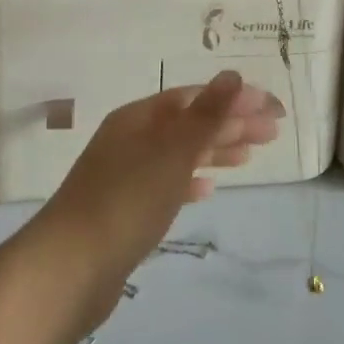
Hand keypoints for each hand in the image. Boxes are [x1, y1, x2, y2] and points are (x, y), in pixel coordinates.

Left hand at [28, 71, 283, 332]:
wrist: (70, 268)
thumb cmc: (126, 201)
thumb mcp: (172, 153)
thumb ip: (206, 115)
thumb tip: (232, 75)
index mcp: (138, 118)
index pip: (193, 98)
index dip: (233, 99)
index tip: (273, 109)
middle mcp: (130, 140)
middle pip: (187, 124)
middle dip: (229, 124)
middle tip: (273, 133)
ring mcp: (125, 175)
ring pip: (178, 154)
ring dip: (214, 151)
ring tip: (249, 157)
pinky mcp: (125, 211)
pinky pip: (165, 185)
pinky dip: (189, 182)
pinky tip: (207, 189)